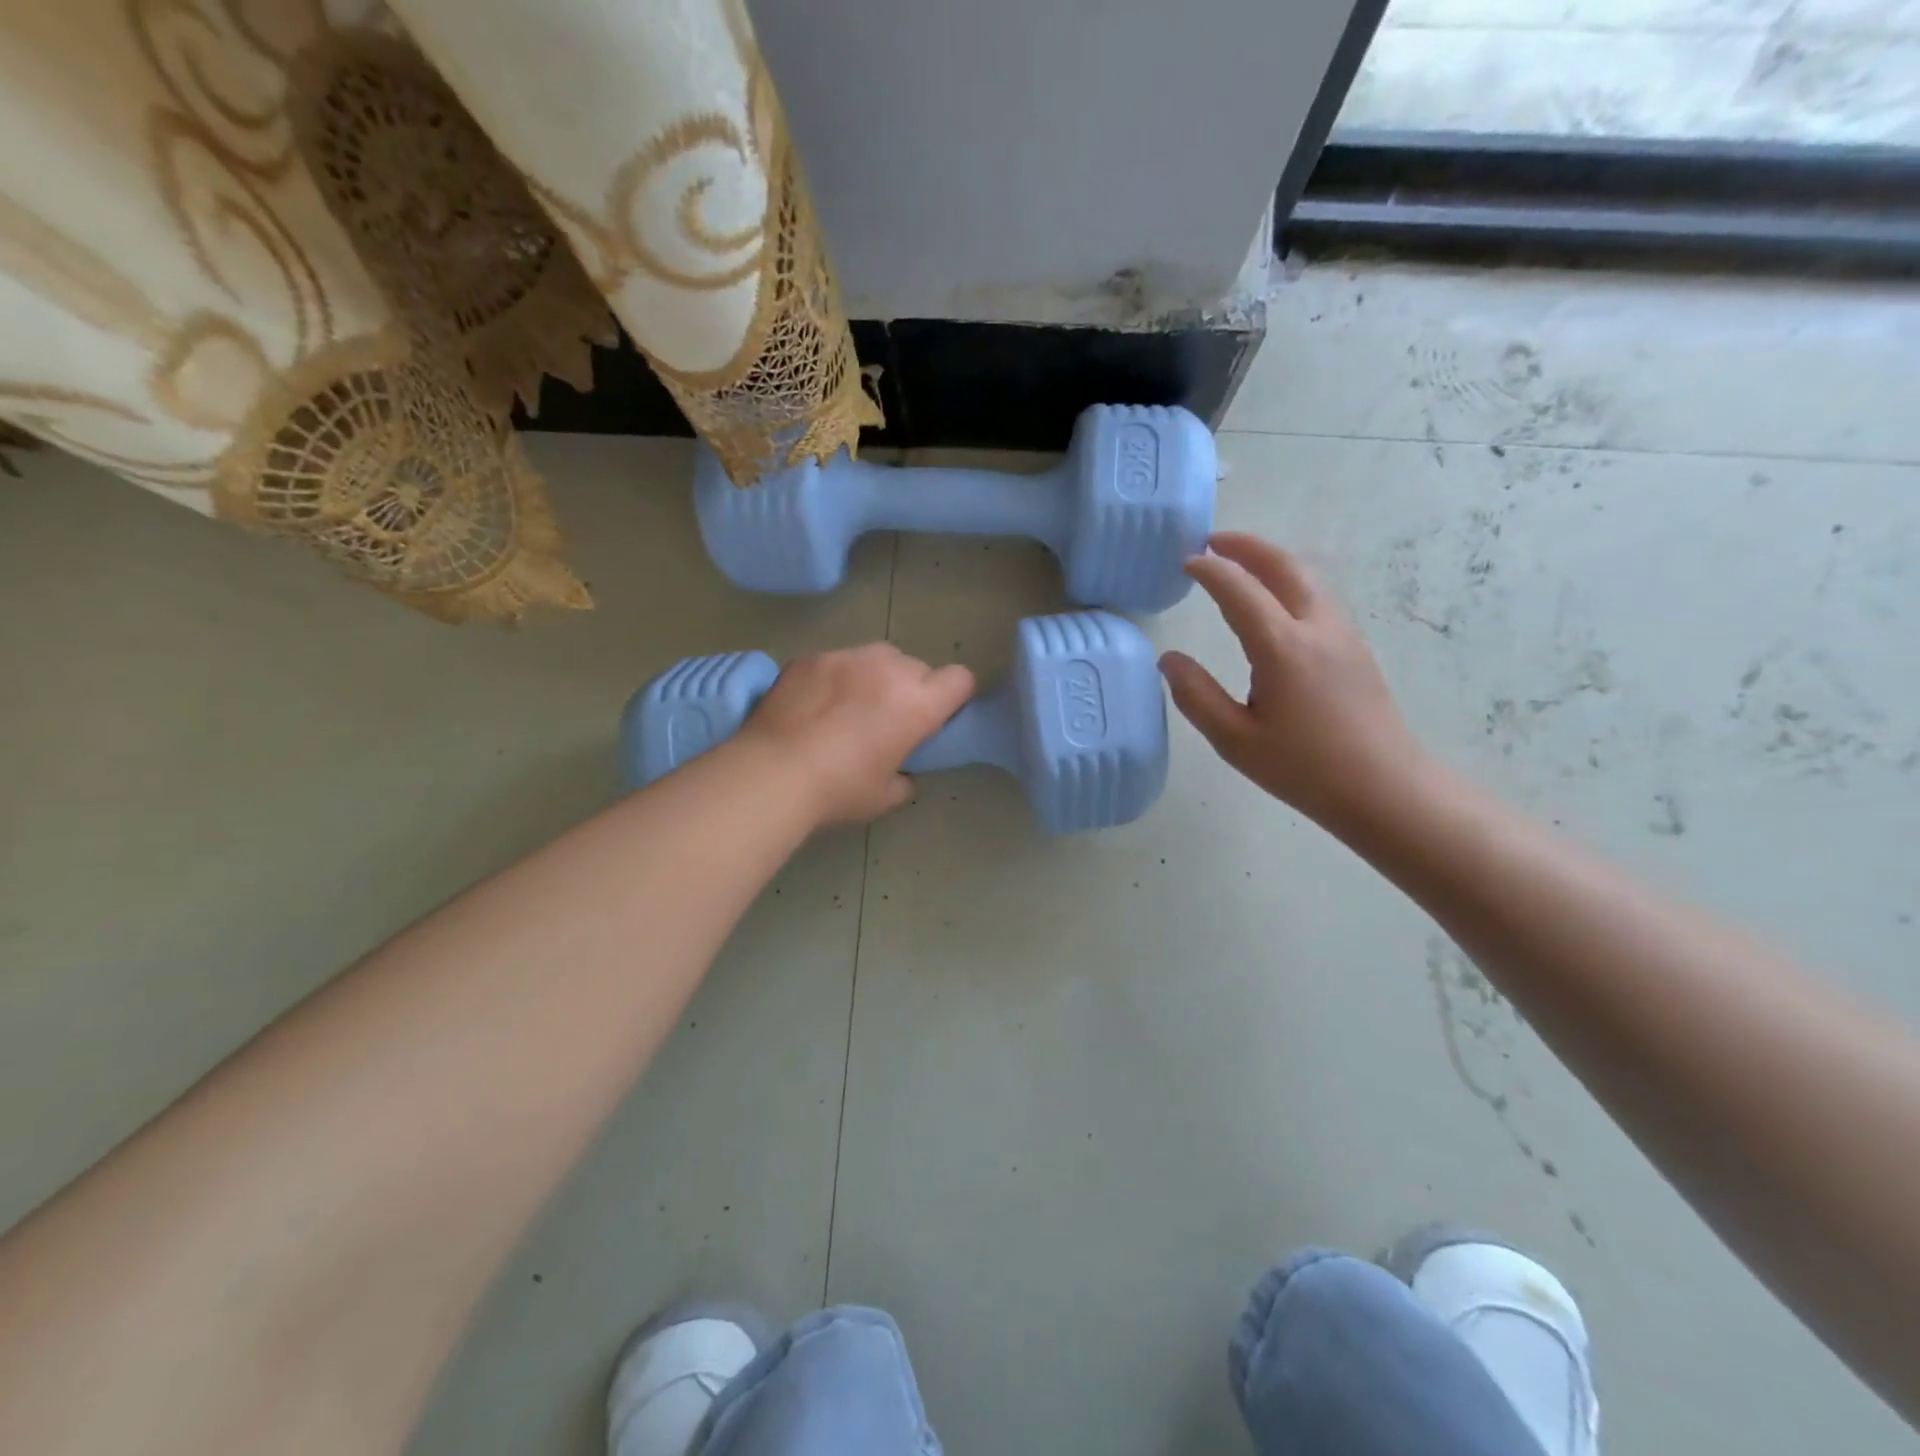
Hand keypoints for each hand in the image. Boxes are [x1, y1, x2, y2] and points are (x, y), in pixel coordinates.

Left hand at [740, 643, 974, 825]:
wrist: (772, 772)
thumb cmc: (838, 790)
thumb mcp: (885, 797)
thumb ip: (905, 779)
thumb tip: (904, 773)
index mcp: (918, 704)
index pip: (960, 679)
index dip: (954, 696)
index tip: (938, 716)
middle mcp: (890, 669)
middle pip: (917, 667)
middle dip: (910, 688)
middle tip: (887, 718)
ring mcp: (848, 657)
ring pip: (877, 657)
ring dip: (875, 676)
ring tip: (849, 705)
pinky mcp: (812, 657)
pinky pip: (837, 661)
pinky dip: (835, 677)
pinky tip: (813, 705)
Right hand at [1159, 532, 1430, 831]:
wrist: (1384, 788)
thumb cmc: (1304, 768)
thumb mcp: (1235, 740)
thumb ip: (1196, 696)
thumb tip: (1169, 660)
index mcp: (1282, 647)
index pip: (1239, 589)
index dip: (1210, 571)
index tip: (1186, 562)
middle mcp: (1316, 628)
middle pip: (1284, 566)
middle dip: (1247, 546)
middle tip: (1214, 542)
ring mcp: (1342, 635)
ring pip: (1306, 578)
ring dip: (1271, 562)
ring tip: (1241, 565)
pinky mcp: (1355, 649)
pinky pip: (1318, 598)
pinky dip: (1289, 582)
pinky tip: (1274, 604)